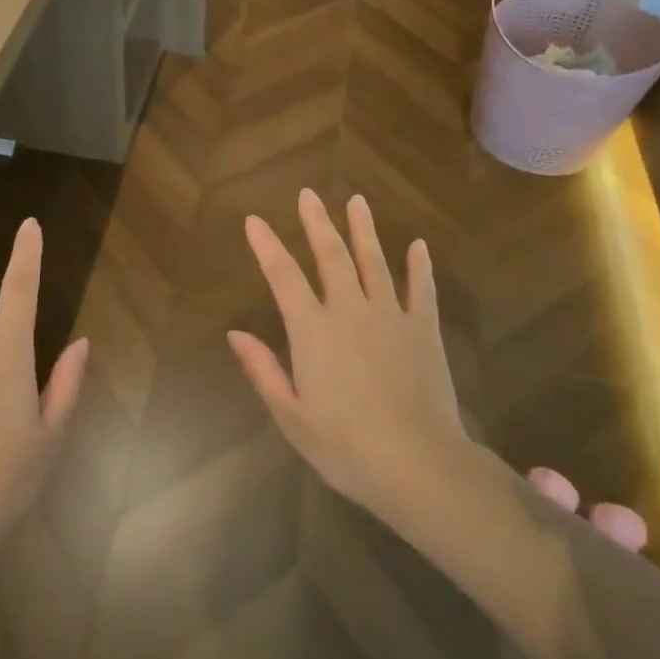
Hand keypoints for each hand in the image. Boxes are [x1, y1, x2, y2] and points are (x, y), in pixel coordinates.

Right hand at [229, 189, 468, 531]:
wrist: (419, 464)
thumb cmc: (346, 447)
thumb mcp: (292, 416)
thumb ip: (263, 370)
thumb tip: (235, 333)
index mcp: (313, 331)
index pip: (283, 276)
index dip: (266, 246)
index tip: (254, 220)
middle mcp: (350, 311)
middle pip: (331, 256)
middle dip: (317, 223)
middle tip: (309, 194)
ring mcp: (391, 316)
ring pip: (374, 262)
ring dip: (363, 230)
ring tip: (357, 200)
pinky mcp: (424, 330)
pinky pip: (422, 289)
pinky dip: (420, 266)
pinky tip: (419, 245)